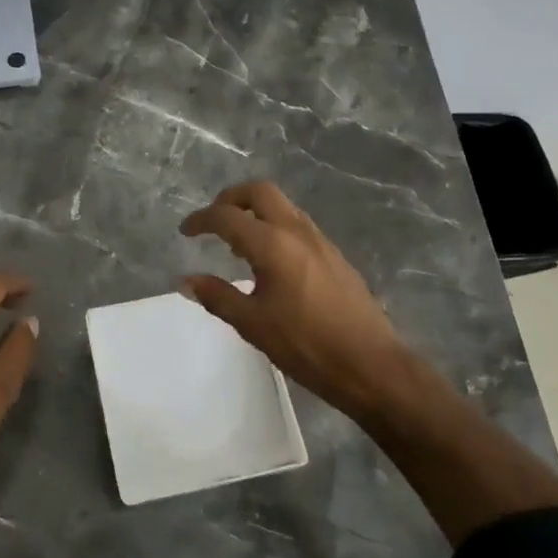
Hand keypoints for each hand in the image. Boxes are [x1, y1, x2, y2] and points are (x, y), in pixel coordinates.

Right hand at [181, 181, 411, 420]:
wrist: (371, 365)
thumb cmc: (307, 345)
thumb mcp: (253, 324)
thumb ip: (217, 296)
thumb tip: (186, 281)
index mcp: (273, 244)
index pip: (227, 217)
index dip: (201, 220)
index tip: (185, 231)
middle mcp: (297, 232)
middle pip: (259, 192)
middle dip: (231, 198)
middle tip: (213, 221)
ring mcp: (320, 241)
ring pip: (282, 206)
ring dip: (255, 212)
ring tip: (237, 244)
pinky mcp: (334, 255)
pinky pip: (297, 225)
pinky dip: (274, 227)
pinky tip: (269, 261)